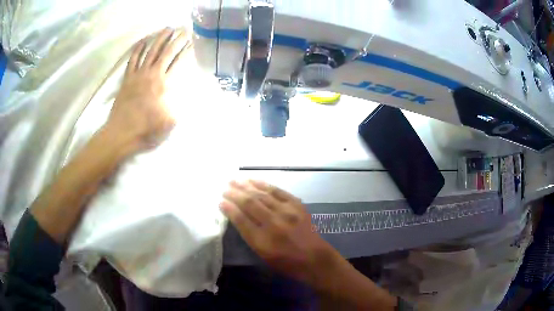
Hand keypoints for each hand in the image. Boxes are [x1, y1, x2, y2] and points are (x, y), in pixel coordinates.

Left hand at [103, 28, 191, 152]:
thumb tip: (183, 94)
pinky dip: (137, 50)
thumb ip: (178, 105)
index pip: (178, 62)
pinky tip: (143, 42)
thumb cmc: (146, 130)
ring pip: (150, 52)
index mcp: (164, 85)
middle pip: (165, 53)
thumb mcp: (169, 122)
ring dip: (159, 39)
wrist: (121, 135)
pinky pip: (133, 60)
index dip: (186, 51)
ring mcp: (138, 75)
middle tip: (183, 30)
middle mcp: (152, 75)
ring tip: (167, 29)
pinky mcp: (127, 79)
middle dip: (176, 40)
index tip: (192, 41)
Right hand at [220, 180, 336, 283]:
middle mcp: (274, 223)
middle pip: (250, 204)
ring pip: (262, 194)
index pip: (241, 220)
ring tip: (235, 180)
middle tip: (225, 188)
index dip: (229, 209)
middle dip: (235, 194)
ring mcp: (287, 212)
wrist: (314, 258)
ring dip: (246, 186)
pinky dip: (264, 184)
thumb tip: (236, 215)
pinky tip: (254, 180)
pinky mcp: (297, 205)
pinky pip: (277, 191)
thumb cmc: (285, 261)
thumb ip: (248, 235)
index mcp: (263, 241)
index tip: (220, 201)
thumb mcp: (263, 254)